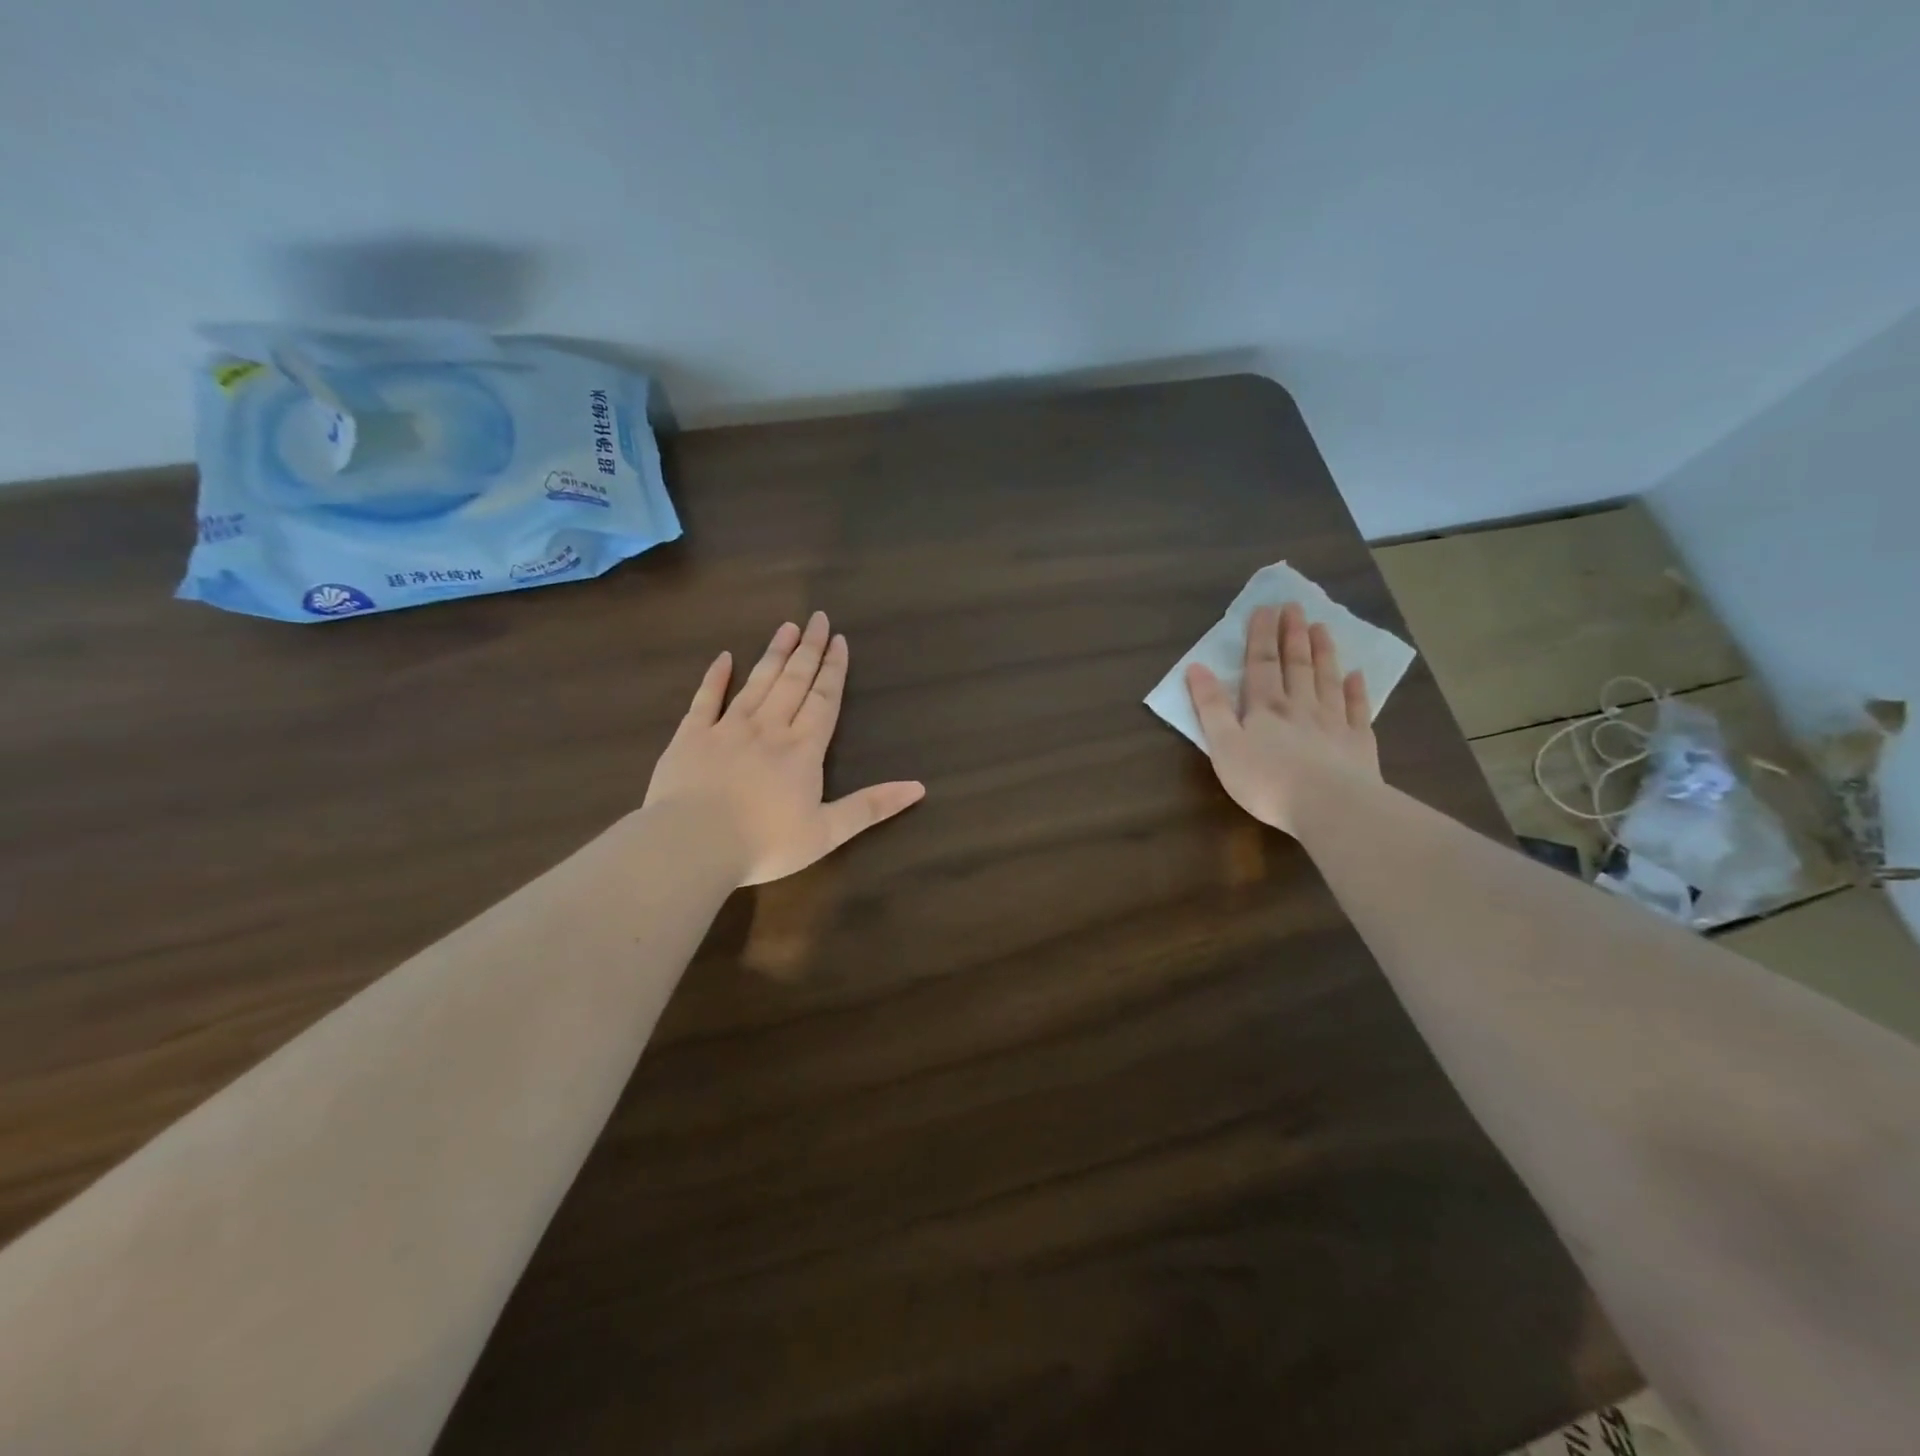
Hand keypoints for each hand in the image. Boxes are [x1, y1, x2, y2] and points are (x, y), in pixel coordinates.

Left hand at [644, 612, 925, 885]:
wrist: (693, 843)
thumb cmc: (765, 843)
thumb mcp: (827, 832)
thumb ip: (871, 807)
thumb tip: (918, 787)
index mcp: (802, 749)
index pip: (823, 700)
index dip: (833, 670)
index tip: (839, 640)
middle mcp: (769, 728)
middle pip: (793, 681)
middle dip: (809, 650)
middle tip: (818, 619)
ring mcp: (727, 728)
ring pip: (757, 682)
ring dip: (774, 654)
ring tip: (787, 627)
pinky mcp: (691, 736)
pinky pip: (705, 699)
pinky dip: (715, 677)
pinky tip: (724, 657)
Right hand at [1185, 602, 1380, 836]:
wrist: (1329, 806)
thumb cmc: (1266, 780)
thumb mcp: (1224, 746)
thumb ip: (1210, 707)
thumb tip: (1196, 667)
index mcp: (1265, 707)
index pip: (1260, 664)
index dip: (1261, 636)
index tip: (1265, 608)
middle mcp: (1300, 706)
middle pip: (1296, 664)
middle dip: (1293, 635)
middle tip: (1295, 607)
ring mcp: (1333, 723)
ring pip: (1326, 679)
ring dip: (1323, 652)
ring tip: (1322, 627)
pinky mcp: (1358, 743)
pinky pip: (1356, 709)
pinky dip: (1356, 690)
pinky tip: (1357, 675)